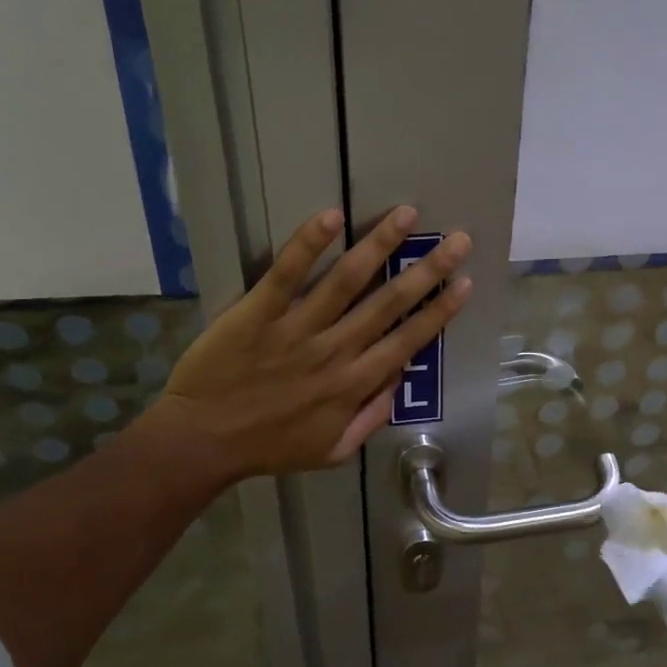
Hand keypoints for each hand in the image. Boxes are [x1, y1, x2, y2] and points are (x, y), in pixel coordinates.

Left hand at [160, 206, 470, 480]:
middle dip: (428, 270)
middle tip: (458, 240)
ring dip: (380, 245)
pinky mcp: (258, 313)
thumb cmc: (270, 448)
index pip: (408, 341)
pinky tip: (332, 217)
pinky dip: (309, 244)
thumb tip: (398, 377)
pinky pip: (287, 274)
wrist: (202, 443)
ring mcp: (297, 329)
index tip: (464, 283)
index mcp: (354, 385)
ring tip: (406, 215)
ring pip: (347, 281)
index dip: (439, 311)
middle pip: (389, 303)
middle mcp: (335, 351)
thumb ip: (371, 417)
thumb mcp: (333, 451)